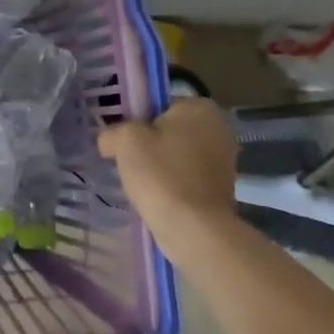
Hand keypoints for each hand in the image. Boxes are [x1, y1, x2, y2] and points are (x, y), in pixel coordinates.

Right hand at [97, 98, 238, 258]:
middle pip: (168, 129)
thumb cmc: (161, 173)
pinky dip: (170, 183)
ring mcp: (224, 160)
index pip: (158, 104)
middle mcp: (219, 129)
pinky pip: (186, 176)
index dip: (135, 120)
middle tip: (126, 159)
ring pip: (176, 154)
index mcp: (200, 107)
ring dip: (158, 164)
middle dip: (148, 143)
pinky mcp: (222, 188)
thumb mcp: (124, 140)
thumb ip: (112, 132)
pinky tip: (154, 194)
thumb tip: (109, 141)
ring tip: (138, 180)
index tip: (122, 138)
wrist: (193, 228)